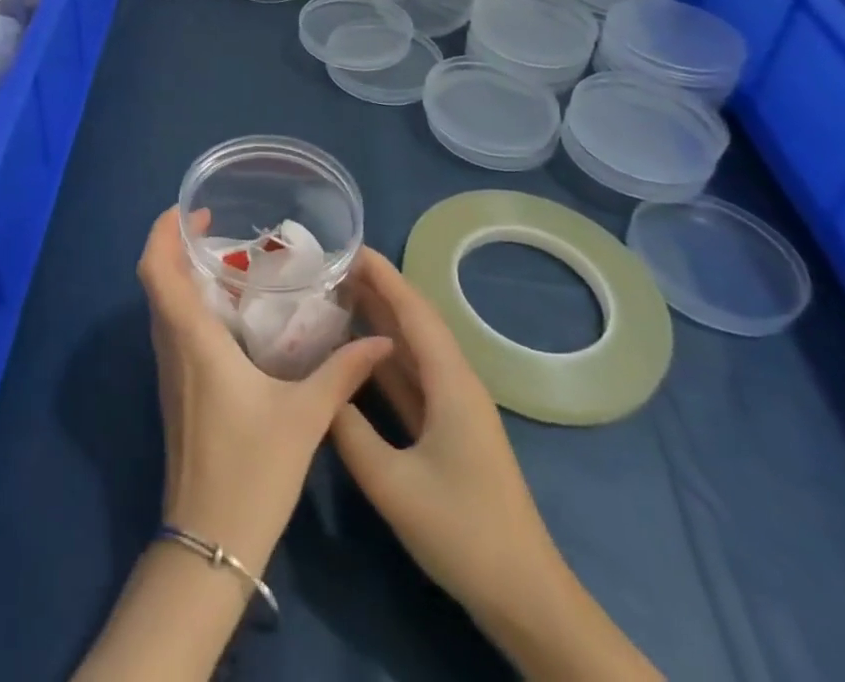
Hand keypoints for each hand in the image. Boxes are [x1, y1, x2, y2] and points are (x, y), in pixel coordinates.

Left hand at [138, 209, 390, 574]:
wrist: (210, 543)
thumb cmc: (251, 470)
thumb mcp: (305, 417)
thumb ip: (341, 372)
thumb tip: (380, 339)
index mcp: (193, 339)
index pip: (155, 269)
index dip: (162, 231)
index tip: (190, 210)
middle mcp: (172, 346)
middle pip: (155, 280)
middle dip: (175, 245)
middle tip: (215, 228)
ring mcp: (168, 370)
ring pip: (161, 304)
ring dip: (180, 274)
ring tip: (226, 260)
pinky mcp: (174, 389)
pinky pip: (172, 328)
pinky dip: (188, 303)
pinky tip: (228, 312)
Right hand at [328, 246, 553, 614]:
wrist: (525, 598)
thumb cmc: (463, 531)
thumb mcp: (393, 483)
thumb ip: (350, 430)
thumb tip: (319, 391)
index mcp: (451, 382)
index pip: (414, 311)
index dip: (383, 275)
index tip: (348, 246)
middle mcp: (455, 383)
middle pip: (414, 322)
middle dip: (377, 289)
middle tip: (329, 267)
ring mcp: (453, 408)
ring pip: (411, 350)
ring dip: (378, 320)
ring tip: (335, 295)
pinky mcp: (447, 431)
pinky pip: (411, 378)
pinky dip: (383, 358)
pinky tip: (354, 352)